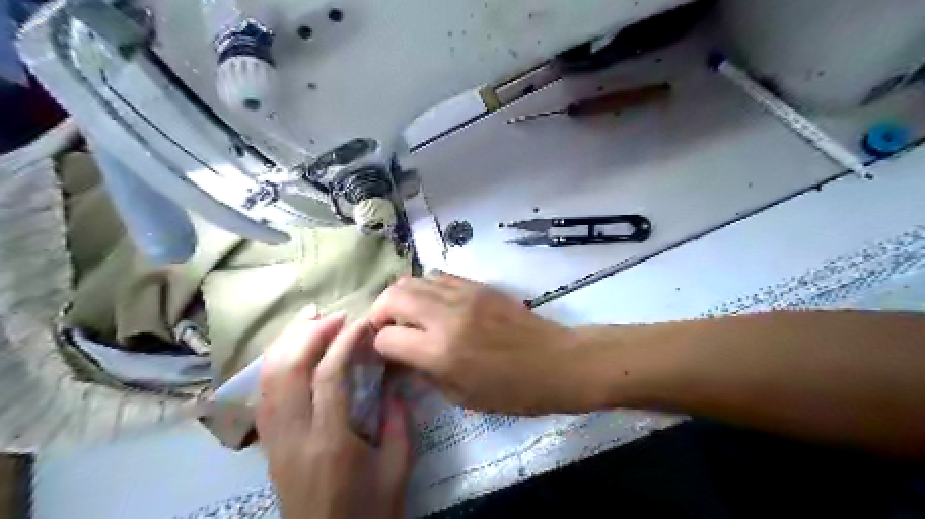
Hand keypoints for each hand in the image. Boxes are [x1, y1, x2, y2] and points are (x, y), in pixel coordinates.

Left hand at [253, 313, 409, 518]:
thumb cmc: (368, 512)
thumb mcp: (398, 469)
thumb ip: (399, 423)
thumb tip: (394, 386)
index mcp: (330, 441)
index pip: (328, 375)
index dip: (344, 341)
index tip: (362, 324)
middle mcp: (294, 436)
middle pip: (288, 370)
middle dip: (310, 334)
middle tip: (335, 316)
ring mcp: (275, 441)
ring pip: (268, 380)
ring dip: (288, 343)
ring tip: (310, 322)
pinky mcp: (269, 446)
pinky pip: (263, 395)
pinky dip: (275, 365)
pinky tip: (290, 351)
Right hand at [371, 273, 599, 414]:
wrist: (556, 361)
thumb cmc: (512, 391)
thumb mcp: (462, 396)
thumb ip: (424, 373)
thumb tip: (401, 356)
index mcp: (441, 351)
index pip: (387, 337)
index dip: (380, 347)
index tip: (388, 354)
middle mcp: (446, 316)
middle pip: (392, 296)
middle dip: (380, 312)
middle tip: (388, 328)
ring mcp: (463, 294)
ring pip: (412, 280)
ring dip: (401, 297)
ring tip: (408, 314)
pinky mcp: (478, 284)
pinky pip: (438, 276)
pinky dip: (426, 288)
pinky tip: (434, 304)